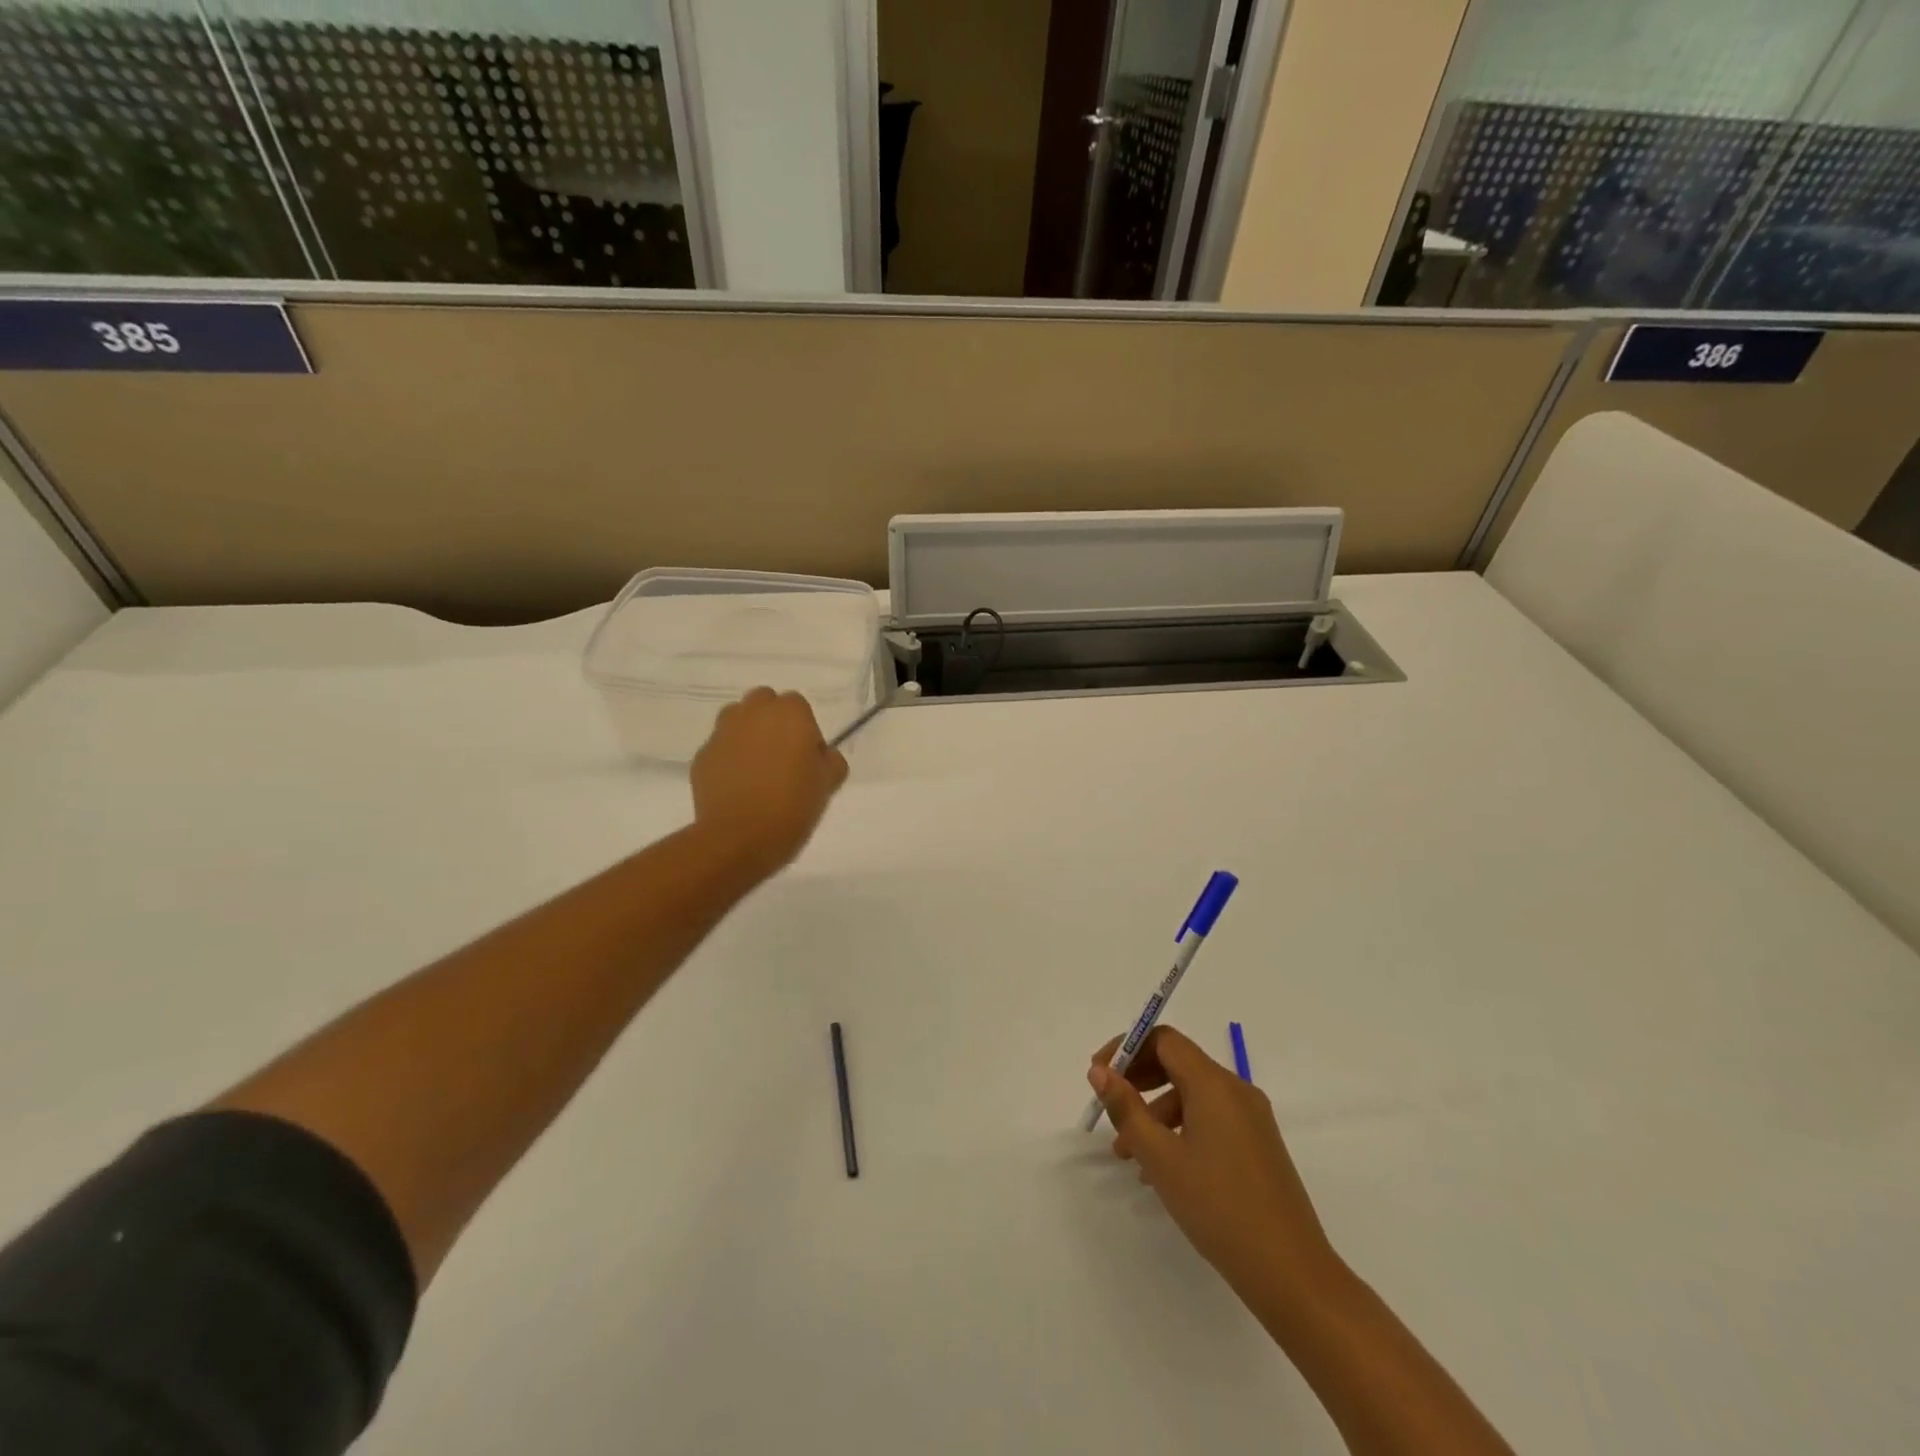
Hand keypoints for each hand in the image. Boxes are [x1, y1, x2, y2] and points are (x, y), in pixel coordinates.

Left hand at [691, 688, 848, 876]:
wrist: (740, 838)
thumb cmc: (793, 806)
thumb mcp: (828, 783)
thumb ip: (830, 759)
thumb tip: (819, 755)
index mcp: (790, 714)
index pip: (798, 706)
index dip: (804, 730)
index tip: (807, 758)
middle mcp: (753, 713)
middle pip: (764, 702)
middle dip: (772, 721)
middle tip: (782, 757)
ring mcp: (723, 732)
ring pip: (737, 719)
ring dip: (748, 733)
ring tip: (756, 768)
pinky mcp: (703, 755)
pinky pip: (720, 747)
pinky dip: (728, 758)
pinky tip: (737, 786)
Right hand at [1088, 1025, 1340, 1325]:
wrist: (1291, 1272)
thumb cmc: (1217, 1206)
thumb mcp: (1160, 1156)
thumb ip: (1126, 1108)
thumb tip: (1100, 1072)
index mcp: (1214, 1083)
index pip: (1164, 1040)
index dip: (1128, 1049)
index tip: (1100, 1075)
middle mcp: (1236, 1090)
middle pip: (1178, 1063)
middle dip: (1139, 1080)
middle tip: (1110, 1107)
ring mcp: (1252, 1118)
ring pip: (1192, 1095)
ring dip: (1155, 1112)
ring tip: (1129, 1154)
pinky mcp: (1258, 1144)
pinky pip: (1210, 1118)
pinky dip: (1180, 1129)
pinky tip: (1162, 1169)